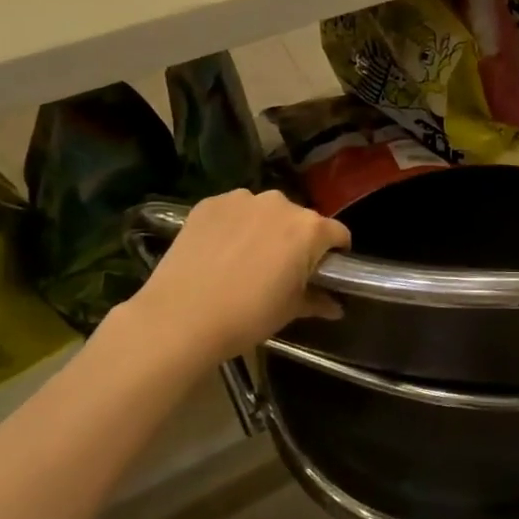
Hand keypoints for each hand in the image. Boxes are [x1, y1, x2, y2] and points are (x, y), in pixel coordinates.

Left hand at [123, 190, 349, 366]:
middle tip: (282, 269)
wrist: (179, 318)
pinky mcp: (210, 203)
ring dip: (265, 228)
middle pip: (301, 219)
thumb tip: (335, 306)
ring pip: (266, 211)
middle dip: (298, 240)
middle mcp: (281, 204)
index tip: (324, 272)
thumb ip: (317, 300)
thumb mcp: (290, 311)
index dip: (336, 253)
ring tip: (246, 259)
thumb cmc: (247, 316)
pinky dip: (234, 225)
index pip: (338, 233)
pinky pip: (234, 210)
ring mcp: (243, 200)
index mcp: (309, 229)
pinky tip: (220, 251)